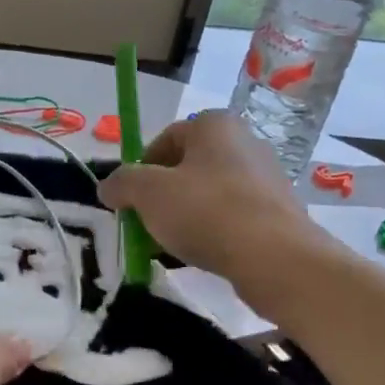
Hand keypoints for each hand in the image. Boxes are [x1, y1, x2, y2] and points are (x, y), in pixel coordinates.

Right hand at [98, 111, 319, 285]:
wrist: (275, 258)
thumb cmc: (206, 211)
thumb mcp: (148, 193)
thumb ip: (122, 184)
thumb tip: (108, 187)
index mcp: (215, 125)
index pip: (166, 137)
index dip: (140, 167)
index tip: (129, 199)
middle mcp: (244, 143)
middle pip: (187, 167)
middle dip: (160, 196)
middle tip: (144, 224)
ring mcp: (265, 179)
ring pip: (208, 195)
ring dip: (183, 217)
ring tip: (168, 246)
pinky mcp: (277, 213)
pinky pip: (230, 217)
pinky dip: (210, 232)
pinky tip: (198, 256)